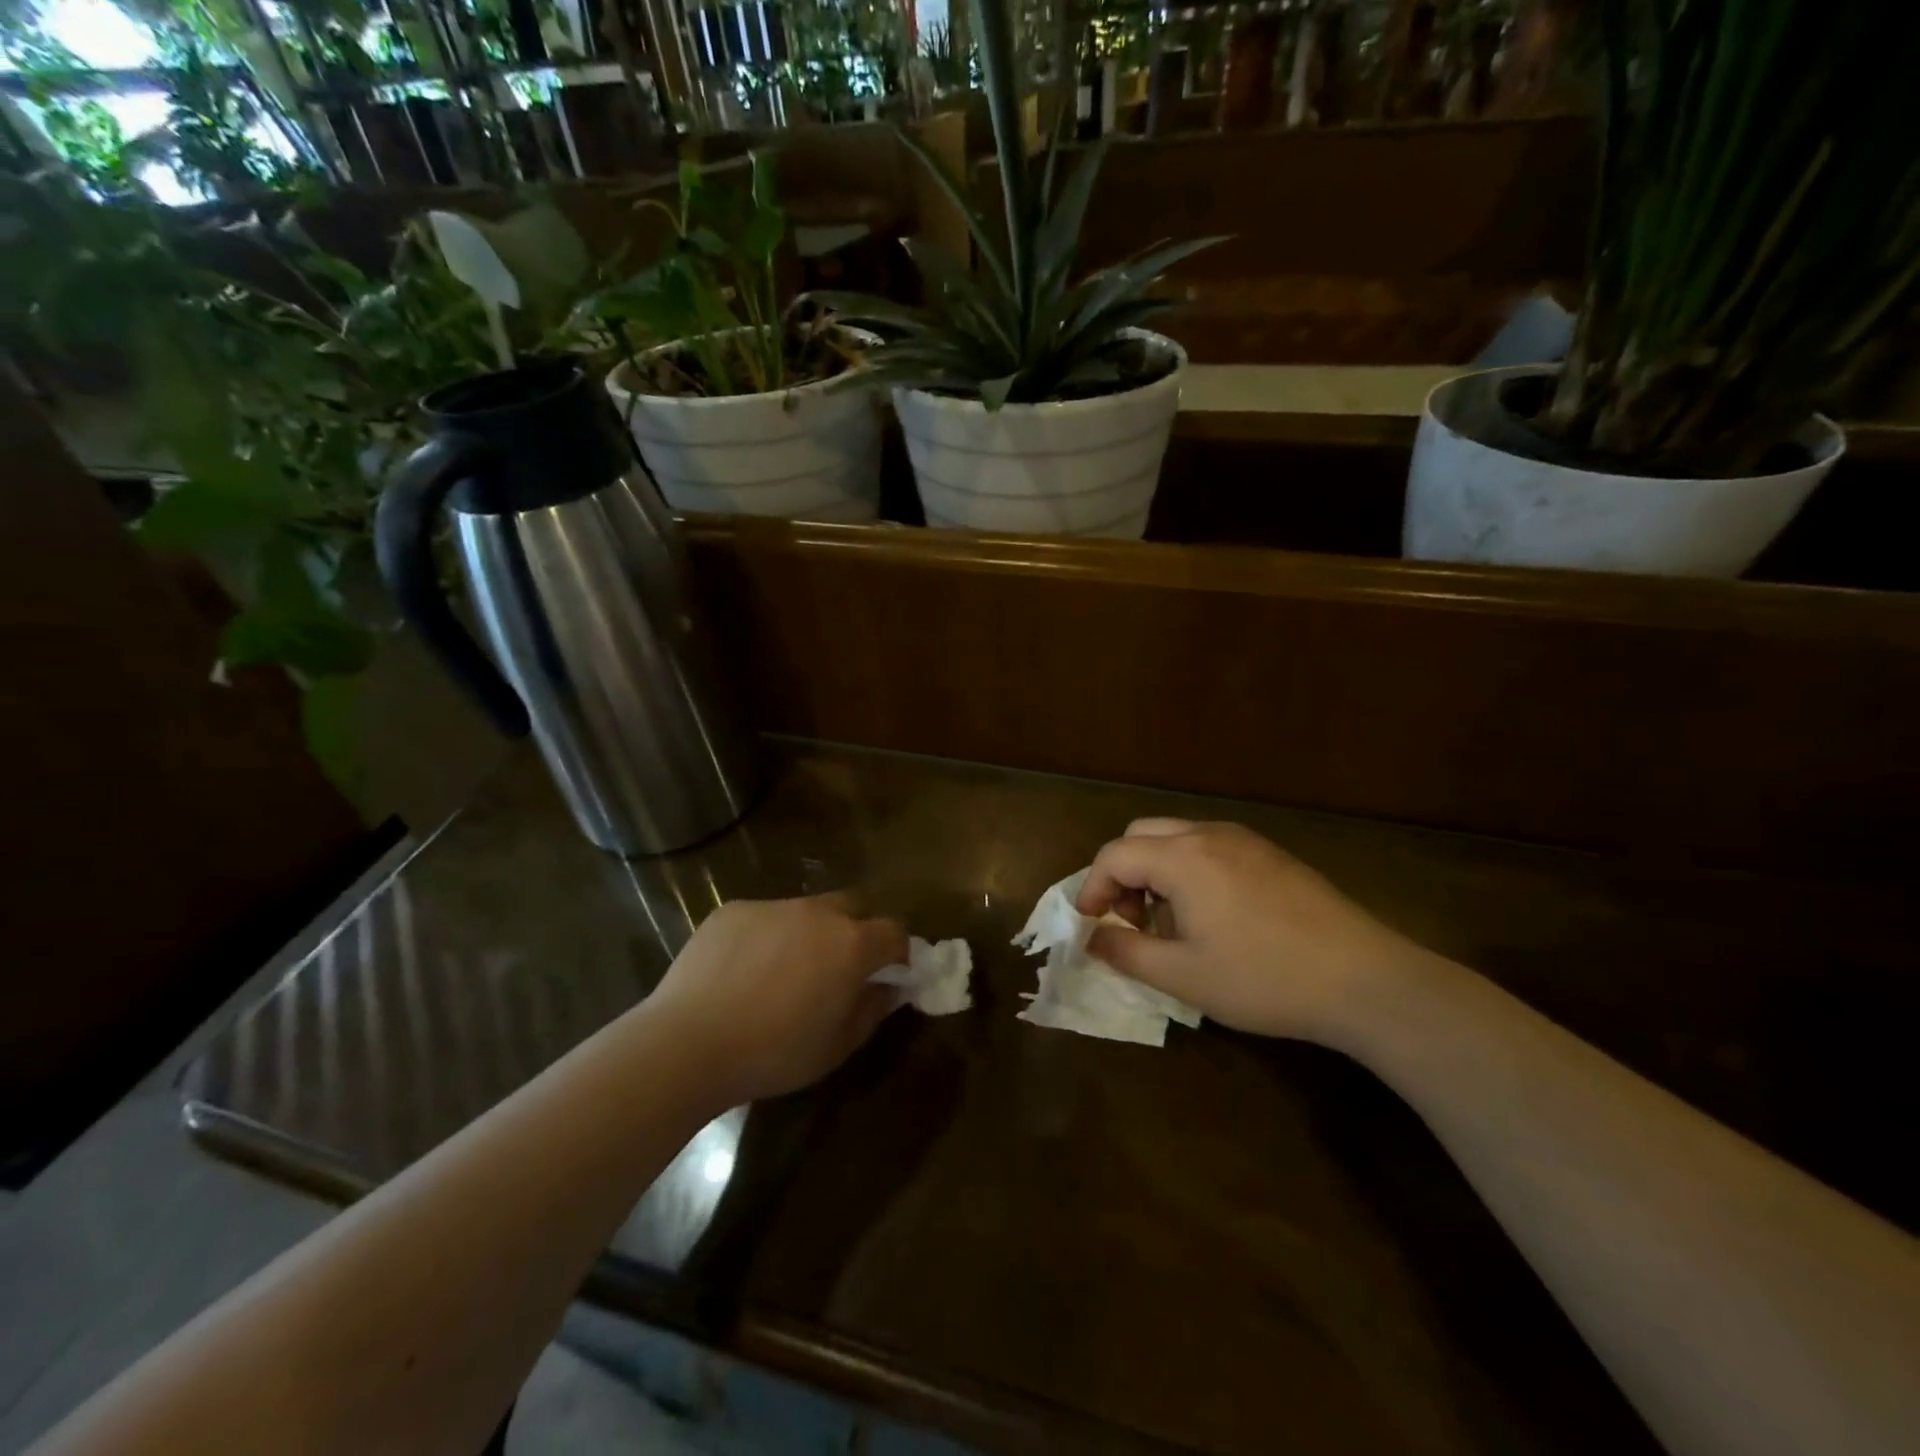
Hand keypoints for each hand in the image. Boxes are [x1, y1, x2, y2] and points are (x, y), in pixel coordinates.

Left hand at [644, 894, 908, 1105]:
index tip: (890, 974)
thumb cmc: (774, 1052)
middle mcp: (817, 912)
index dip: (898, 952)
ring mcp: (772, 906)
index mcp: (851, 944)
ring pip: (805, 911)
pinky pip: (763, 917)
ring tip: (783, 973)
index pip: (894, 931)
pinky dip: (766, 937)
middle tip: (840, 968)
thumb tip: (890, 988)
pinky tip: (742, 972)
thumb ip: (872, 1010)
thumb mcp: (837, 1046)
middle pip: (853, 907)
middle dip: (857, 930)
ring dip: (809, 933)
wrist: (688, 1043)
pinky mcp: (733, 910)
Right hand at [1076, 819, 1425, 1043]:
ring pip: (1177, 838)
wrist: (1365, 980)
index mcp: (1183, 857)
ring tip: (1170, 923)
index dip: (1092, 886)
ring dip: (1156, 870)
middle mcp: (1210, 834)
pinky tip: (1212, 917)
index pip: (1115, 854)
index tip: (1090, 923)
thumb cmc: (1264, 978)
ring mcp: (1245, 841)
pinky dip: (1189, 870)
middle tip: (1131, 919)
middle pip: (1142, 834)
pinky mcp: (1271, 855)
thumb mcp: (1184, 976)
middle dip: (1123, 872)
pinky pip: (1210, 847)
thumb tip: (1093, 938)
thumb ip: (1127, 952)